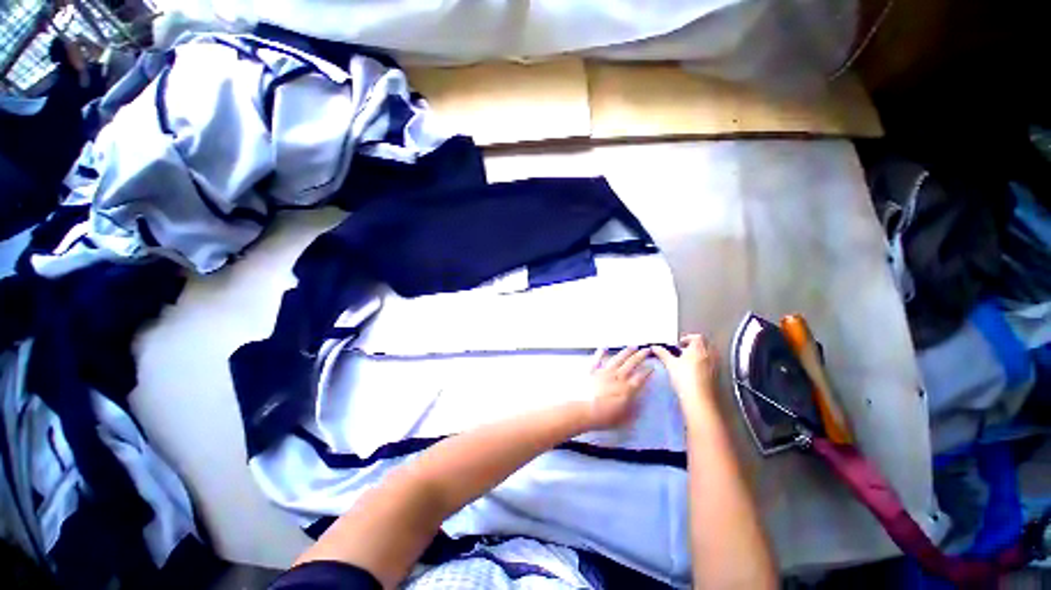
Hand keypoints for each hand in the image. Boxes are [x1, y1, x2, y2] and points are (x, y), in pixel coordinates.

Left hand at [584, 347, 651, 430]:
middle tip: (646, 350)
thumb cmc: (604, 417)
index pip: (640, 377)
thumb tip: (640, 403)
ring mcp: (604, 372)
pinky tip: (605, 347)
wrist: (584, 410)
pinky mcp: (592, 371)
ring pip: (617, 359)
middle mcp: (617, 377)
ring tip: (632, 346)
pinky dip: (601, 352)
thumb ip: (634, 409)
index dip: (647, 371)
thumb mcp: (624, 418)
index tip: (653, 365)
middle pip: (631, 364)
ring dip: (626, 352)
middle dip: (640, 356)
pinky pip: (597, 359)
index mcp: (627, 389)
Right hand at [651, 335, 719, 413]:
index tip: (679, 344)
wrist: (699, 398)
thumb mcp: (670, 364)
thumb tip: (655, 347)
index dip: (687, 338)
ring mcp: (715, 365)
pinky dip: (702, 364)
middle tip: (682, 352)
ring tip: (686, 362)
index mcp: (698, 348)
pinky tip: (693, 372)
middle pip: (703, 345)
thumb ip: (662, 353)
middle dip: (693, 347)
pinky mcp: (716, 376)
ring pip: (707, 355)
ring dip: (698, 355)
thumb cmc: (684, 377)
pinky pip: (710, 364)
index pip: (696, 337)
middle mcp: (709, 355)